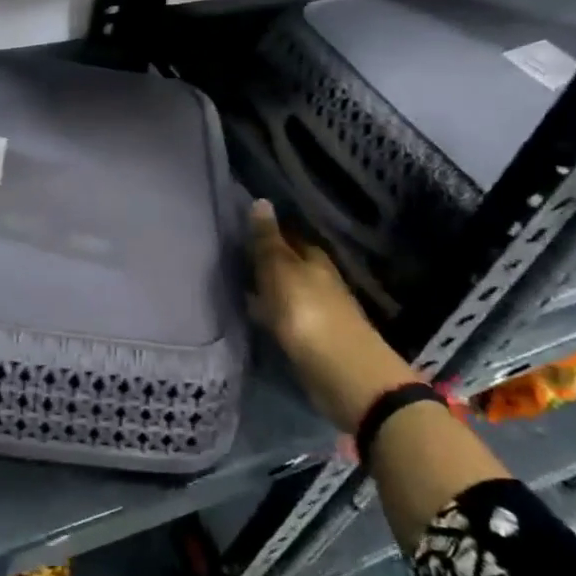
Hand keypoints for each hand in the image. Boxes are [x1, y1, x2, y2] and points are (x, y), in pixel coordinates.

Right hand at [249, 200, 413, 429]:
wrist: (344, 375)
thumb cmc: (309, 314)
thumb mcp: (281, 271)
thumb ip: (268, 241)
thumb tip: (260, 200)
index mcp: (314, 259)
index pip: (288, 236)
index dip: (267, 232)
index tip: (239, 229)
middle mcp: (319, 281)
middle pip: (289, 264)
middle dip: (266, 260)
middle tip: (231, 256)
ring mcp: (319, 311)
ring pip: (287, 291)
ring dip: (266, 288)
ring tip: (235, 284)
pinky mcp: (314, 340)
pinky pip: (285, 317)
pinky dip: (270, 313)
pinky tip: (254, 315)